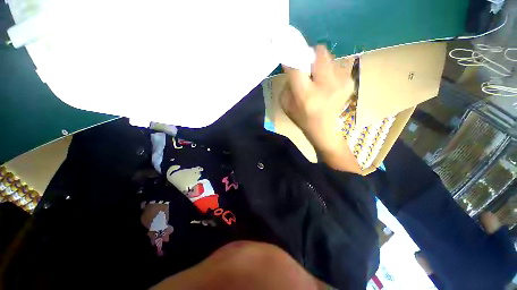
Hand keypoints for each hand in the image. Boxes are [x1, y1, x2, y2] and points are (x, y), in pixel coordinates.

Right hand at [282, 45, 359, 172]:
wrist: (325, 130)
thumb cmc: (303, 119)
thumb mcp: (287, 105)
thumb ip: (288, 85)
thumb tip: (293, 67)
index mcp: (306, 95)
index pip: (297, 66)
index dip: (291, 55)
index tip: (288, 51)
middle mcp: (326, 86)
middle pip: (319, 52)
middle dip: (310, 54)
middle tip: (306, 66)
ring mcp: (341, 82)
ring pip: (329, 57)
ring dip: (319, 64)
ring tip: (317, 79)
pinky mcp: (350, 82)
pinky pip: (336, 66)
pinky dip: (328, 70)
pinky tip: (326, 84)